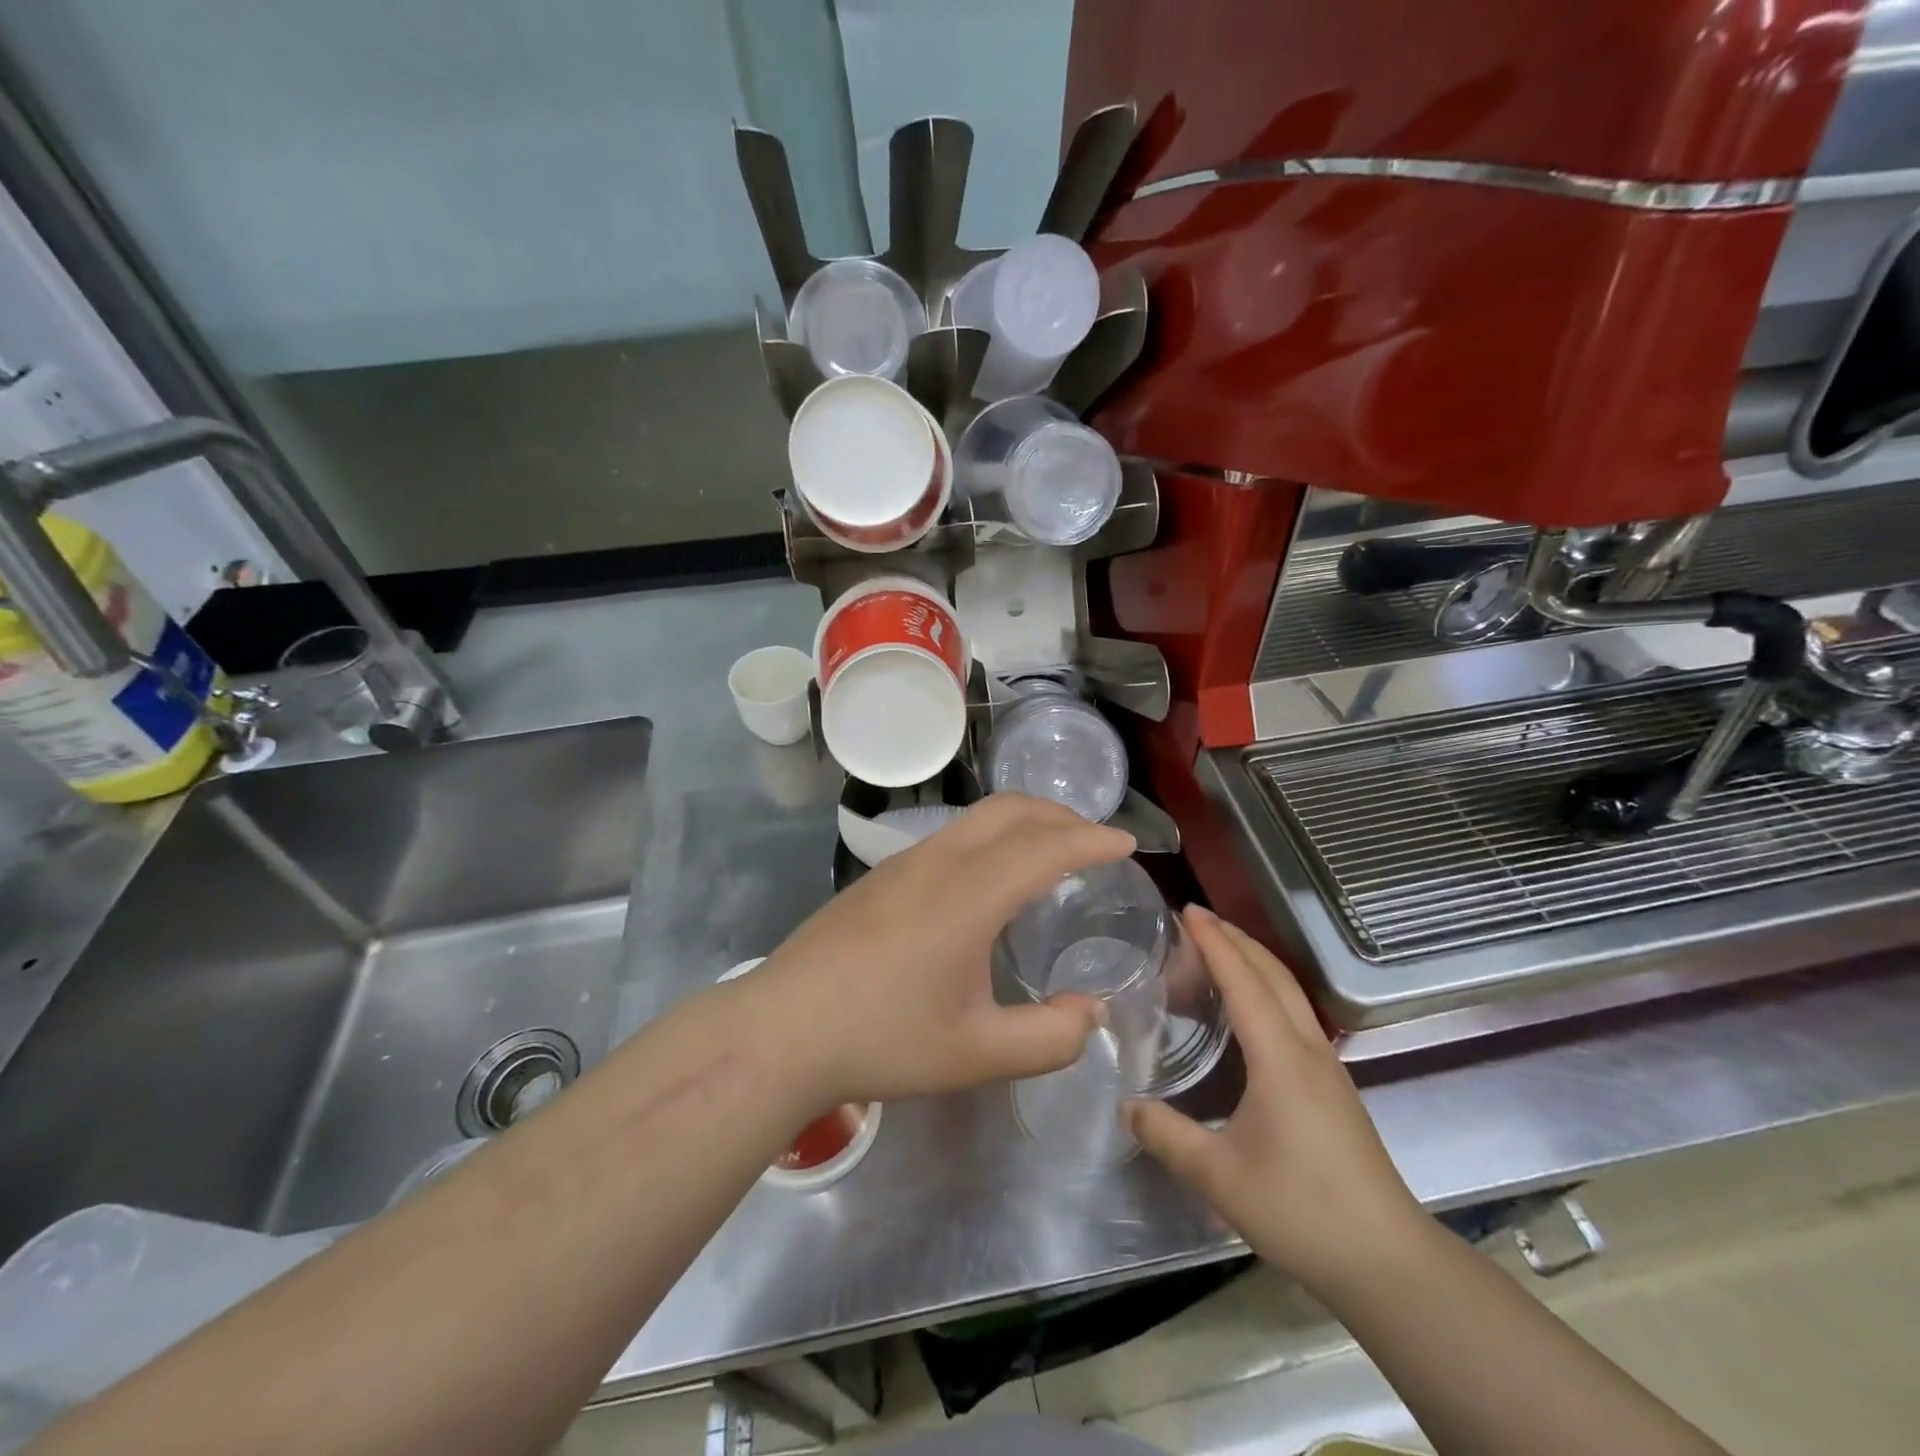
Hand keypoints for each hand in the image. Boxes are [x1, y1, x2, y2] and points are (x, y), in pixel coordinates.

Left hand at [750, 794, 1134, 1106]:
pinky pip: (952, 836)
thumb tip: (1090, 1011)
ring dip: (1023, 822)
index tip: (1127, 844)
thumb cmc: (882, 1038)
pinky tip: (990, 881)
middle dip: (1060, 816)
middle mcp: (939, 861)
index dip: (1093, 840)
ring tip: (1049, 855)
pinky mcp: (881, 875)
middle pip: (1010, 810)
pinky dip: (991, 838)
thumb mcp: (976, 1054)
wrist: (783, 1028)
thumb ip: (1049, 1038)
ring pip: (977, 818)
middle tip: (1094, 842)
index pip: (1046, 847)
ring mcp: (904, 862)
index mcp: (969, 895)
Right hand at [1127, 908, 1425, 1295]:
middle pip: (1273, 973)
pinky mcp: (1332, 1087)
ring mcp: (1326, 1066)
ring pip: (1289, 992)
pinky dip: (1266, 989)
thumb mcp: (1219, 1177)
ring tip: (1217, 950)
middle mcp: (1307, 1049)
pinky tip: (1248, 1010)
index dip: (1215, 942)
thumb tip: (1125, 1106)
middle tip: (1195, 918)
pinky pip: (1295, 1014)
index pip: (1244, 981)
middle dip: (1235, 938)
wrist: (1389, 1261)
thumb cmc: (1302, 1210)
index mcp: (1281, 1057)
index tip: (1186, 910)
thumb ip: (1167, 1135)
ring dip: (1254, 961)